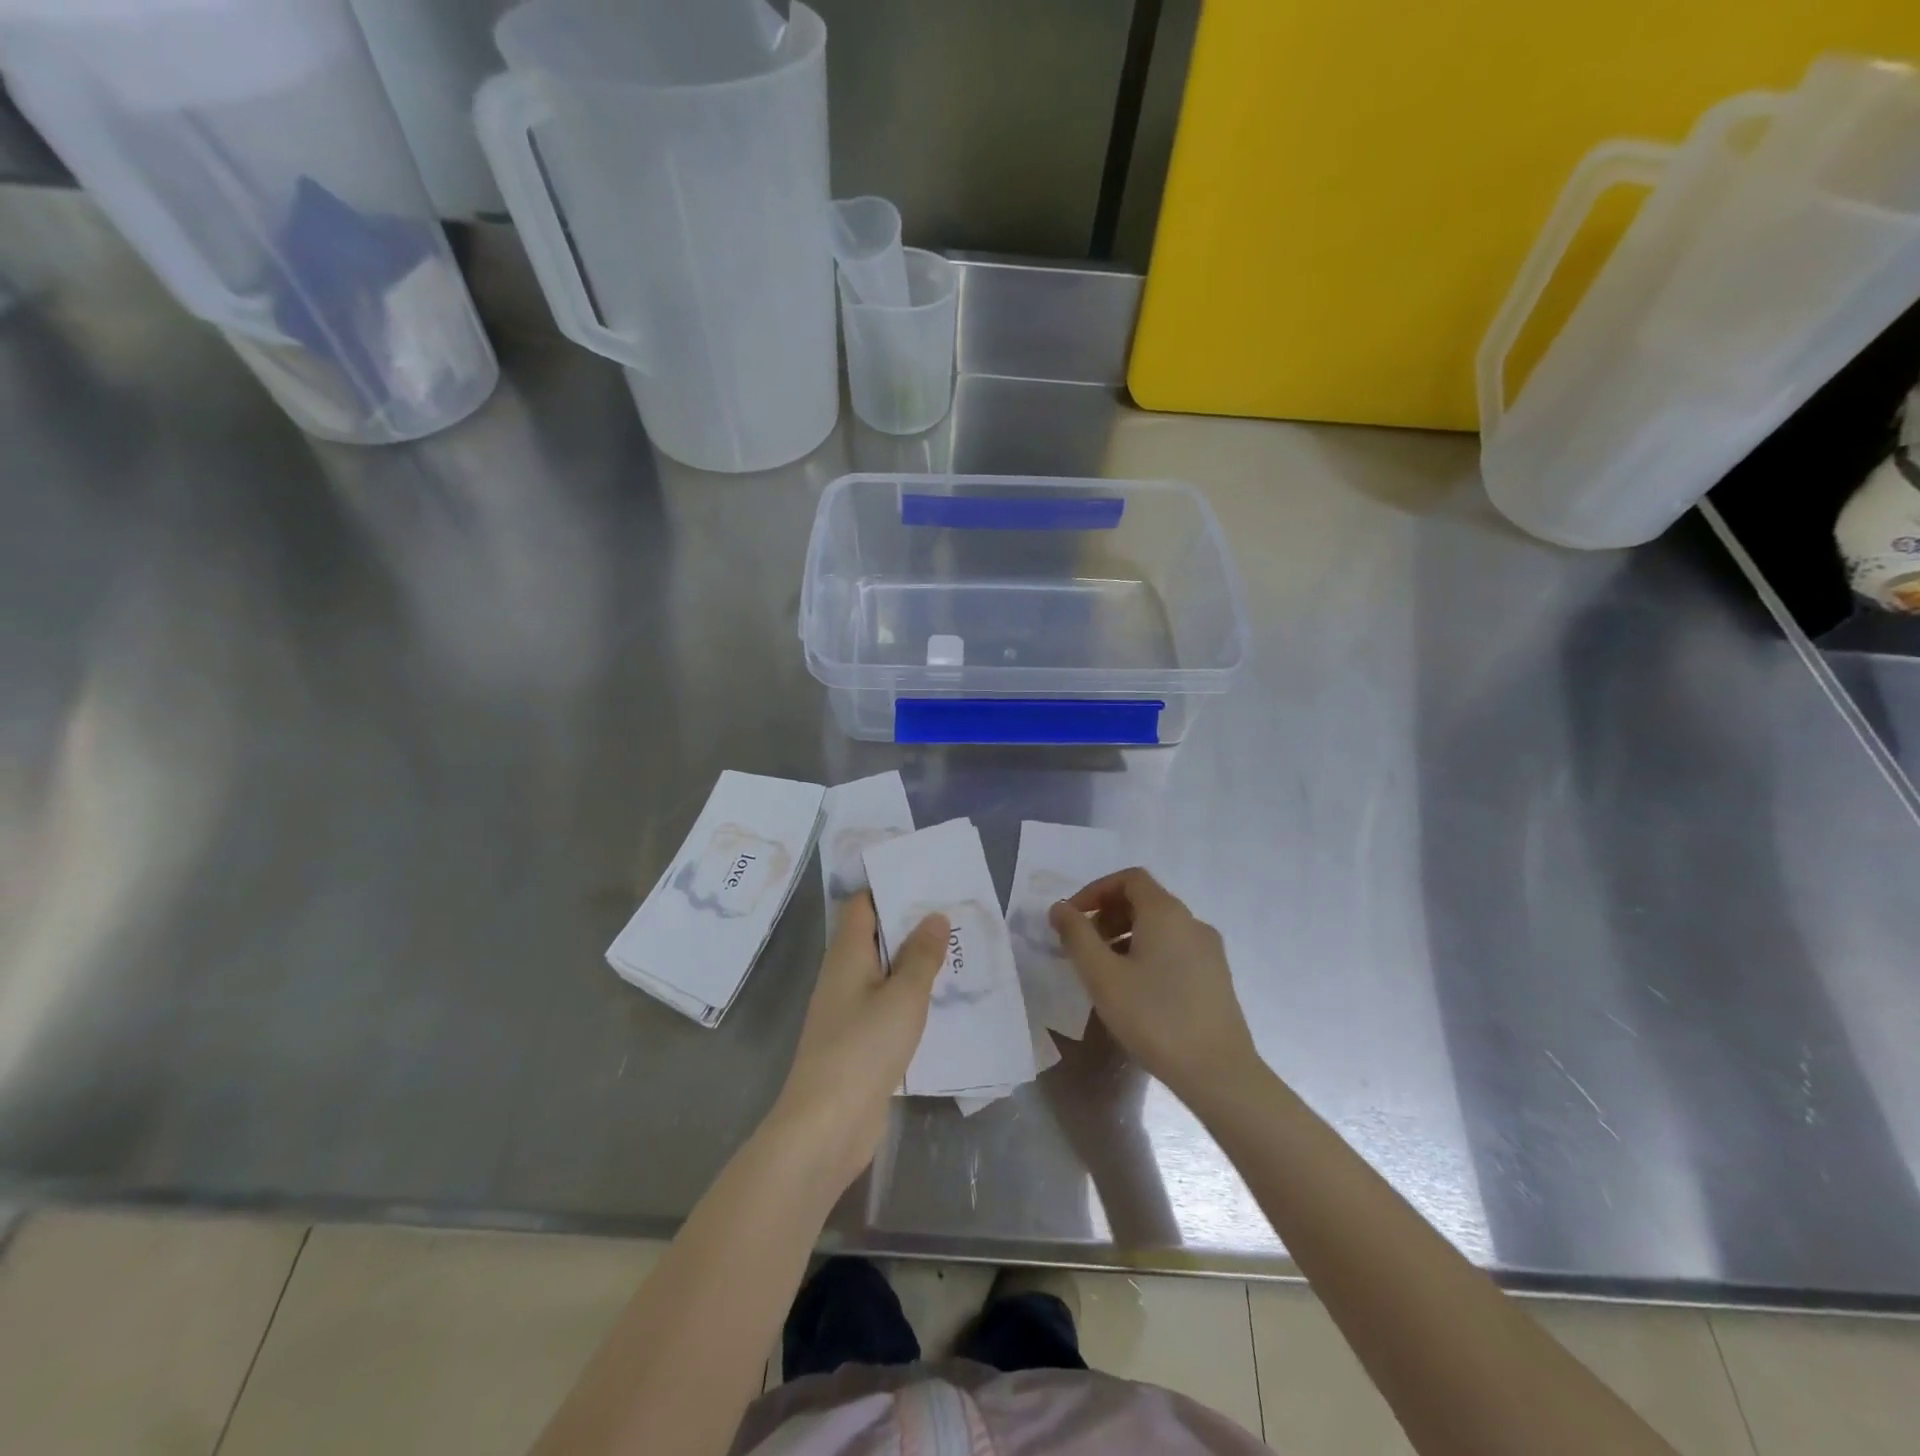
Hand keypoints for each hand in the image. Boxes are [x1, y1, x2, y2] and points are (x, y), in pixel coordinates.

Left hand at [771, 892, 947, 1190]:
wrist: (826, 1125)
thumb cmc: (863, 1048)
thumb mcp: (903, 996)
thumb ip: (922, 956)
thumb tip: (934, 916)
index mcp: (847, 953)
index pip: (862, 904)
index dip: (890, 889)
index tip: (928, 882)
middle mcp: (843, 975)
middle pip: (875, 936)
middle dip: (911, 925)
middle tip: (955, 915)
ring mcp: (848, 1010)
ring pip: (884, 972)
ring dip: (915, 963)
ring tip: (958, 952)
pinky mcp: (858, 1041)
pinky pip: (886, 1005)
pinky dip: (910, 997)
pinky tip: (942, 1002)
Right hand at [1050, 868, 1262, 1106]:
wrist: (1219, 1073)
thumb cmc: (1154, 1017)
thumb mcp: (1102, 976)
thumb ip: (1077, 935)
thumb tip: (1060, 908)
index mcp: (1166, 913)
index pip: (1129, 879)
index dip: (1096, 891)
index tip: (1073, 919)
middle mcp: (1192, 922)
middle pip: (1145, 900)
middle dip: (1108, 915)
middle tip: (1084, 947)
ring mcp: (1209, 950)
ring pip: (1160, 927)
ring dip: (1126, 935)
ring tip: (1105, 971)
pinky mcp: (1217, 977)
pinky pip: (1175, 948)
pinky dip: (1148, 953)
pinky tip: (1136, 990)